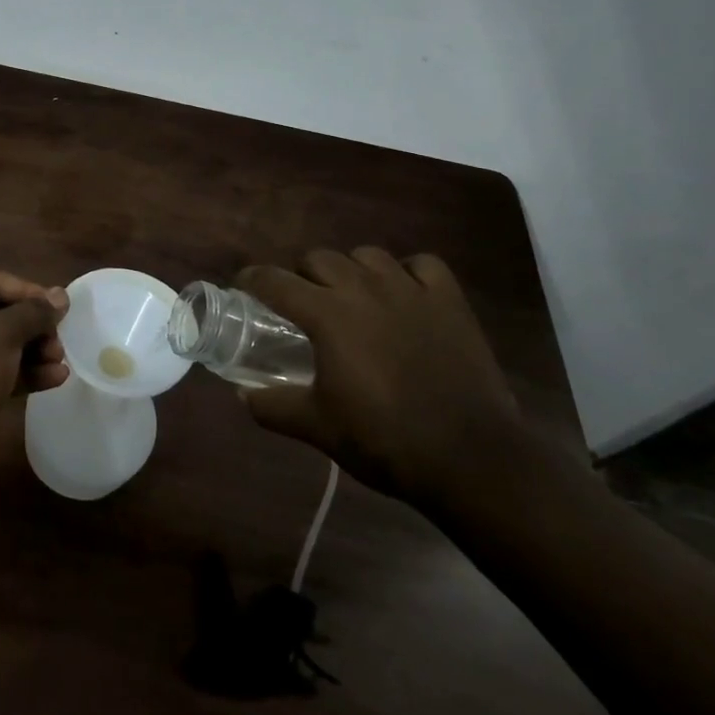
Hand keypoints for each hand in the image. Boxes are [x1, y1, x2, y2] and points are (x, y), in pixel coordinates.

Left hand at [0, 266, 69, 439]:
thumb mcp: (4, 332)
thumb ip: (35, 312)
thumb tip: (61, 295)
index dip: (24, 290)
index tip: (54, 307)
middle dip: (31, 326)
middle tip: (58, 339)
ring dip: (31, 351)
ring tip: (60, 360)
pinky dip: (21, 373)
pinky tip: (54, 379)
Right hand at [236, 248, 523, 508]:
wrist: (471, 459)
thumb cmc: (385, 440)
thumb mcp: (318, 427)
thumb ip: (273, 407)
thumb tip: (243, 396)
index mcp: (327, 314)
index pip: (275, 281)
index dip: (253, 279)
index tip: (244, 285)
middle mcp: (364, 289)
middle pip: (319, 258)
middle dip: (303, 275)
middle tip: (303, 303)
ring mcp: (411, 291)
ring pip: (368, 255)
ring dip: (351, 269)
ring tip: (353, 295)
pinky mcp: (450, 301)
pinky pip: (423, 265)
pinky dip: (408, 272)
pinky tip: (404, 293)